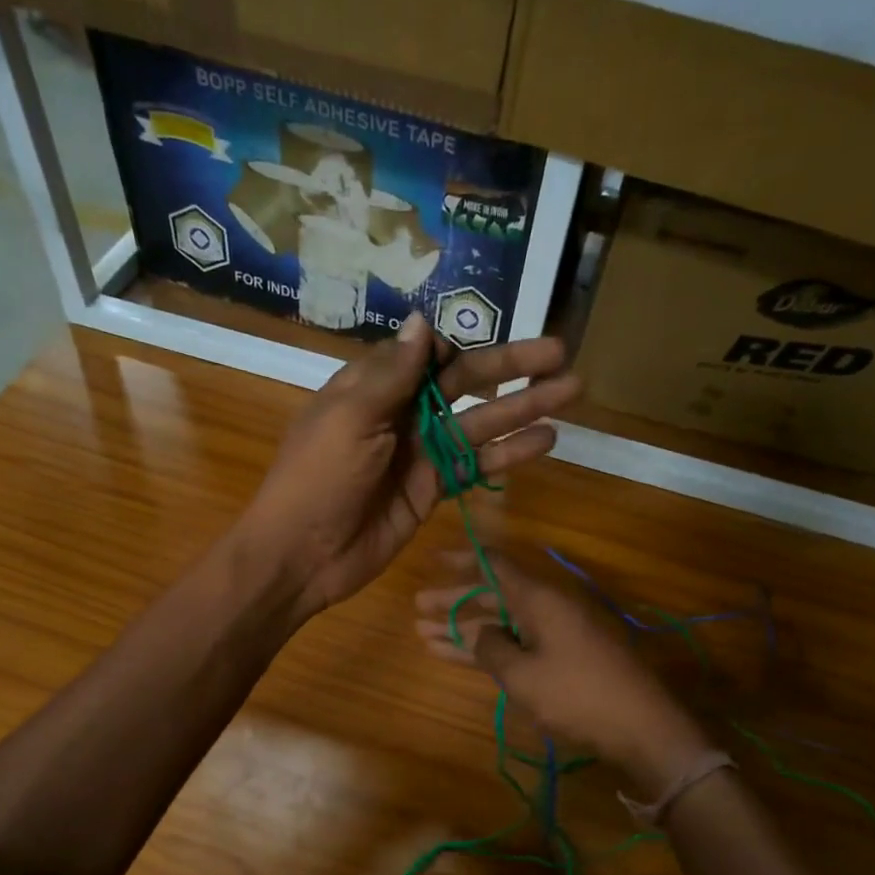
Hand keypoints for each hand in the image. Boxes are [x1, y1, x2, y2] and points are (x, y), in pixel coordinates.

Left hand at [238, 314, 578, 616]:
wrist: (302, 554)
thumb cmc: (319, 478)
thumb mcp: (350, 418)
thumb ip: (392, 374)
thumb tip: (423, 321)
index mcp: (373, 386)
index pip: (426, 354)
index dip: (459, 348)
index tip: (487, 352)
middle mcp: (401, 413)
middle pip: (464, 383)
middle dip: (512, 366)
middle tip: (561, 353)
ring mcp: (420, 453)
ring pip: (479, 422)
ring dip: (524, 407)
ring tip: (572, 390)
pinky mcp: (433, 489)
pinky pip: (476, 464)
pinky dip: (509, 453)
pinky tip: (546, 440)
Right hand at [414, 551, 711, 790]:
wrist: (642, 728)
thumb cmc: (577, 695)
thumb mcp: (523, 675)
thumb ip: (491, 648)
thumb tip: (480, 633)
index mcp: (540, 598)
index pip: (495, 565)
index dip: (463, 560)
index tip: (434, 560)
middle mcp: (547, 608)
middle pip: (493, 595)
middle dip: (455, 602)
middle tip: (417, 607)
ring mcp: (557, 634)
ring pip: (501, 623)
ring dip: (465, 629)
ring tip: (423, 635)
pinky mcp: (563, 659)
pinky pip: (517, 644)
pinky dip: (488, 649)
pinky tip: (456, 656)